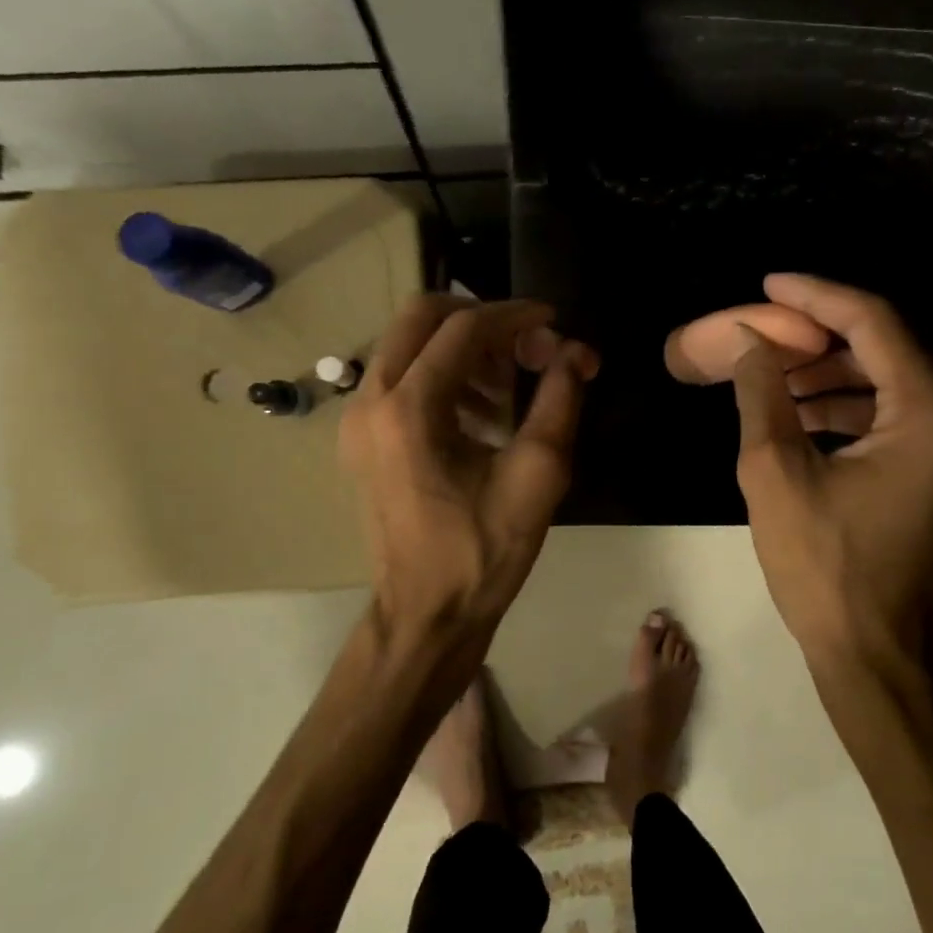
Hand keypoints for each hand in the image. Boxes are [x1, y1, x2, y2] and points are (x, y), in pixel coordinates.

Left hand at [341, 294, 598, 654]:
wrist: (426, 616)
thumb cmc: (483, 552)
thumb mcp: (537, 474)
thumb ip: (560, 399)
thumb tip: (576, 351)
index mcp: (408, 409)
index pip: (463, 328)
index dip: (514, 316)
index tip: (553, 322)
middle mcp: (369, 402)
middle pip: (419, 318)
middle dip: (479, 318)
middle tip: (524, 345)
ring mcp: (357, 421)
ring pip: (407, 346)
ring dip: (461, 350)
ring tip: (508, 390)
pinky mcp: (360, 441)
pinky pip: (399, 379)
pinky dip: (441, 376)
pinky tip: (480, 415)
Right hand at [731, 274, 932, 684]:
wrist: (876, 655)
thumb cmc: (824, 567)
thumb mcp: (777, 473)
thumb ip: (762, 394)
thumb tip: (749, 341)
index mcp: (930, 411)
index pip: (871, 323)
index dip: (814, 296)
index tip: (767, 283)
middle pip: (882, 348)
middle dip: (815, 336)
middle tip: (760, 332)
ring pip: (884, 383)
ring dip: (826, 374)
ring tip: (767, 374)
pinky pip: (890, 417)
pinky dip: (844, 409)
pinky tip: (796, 413)